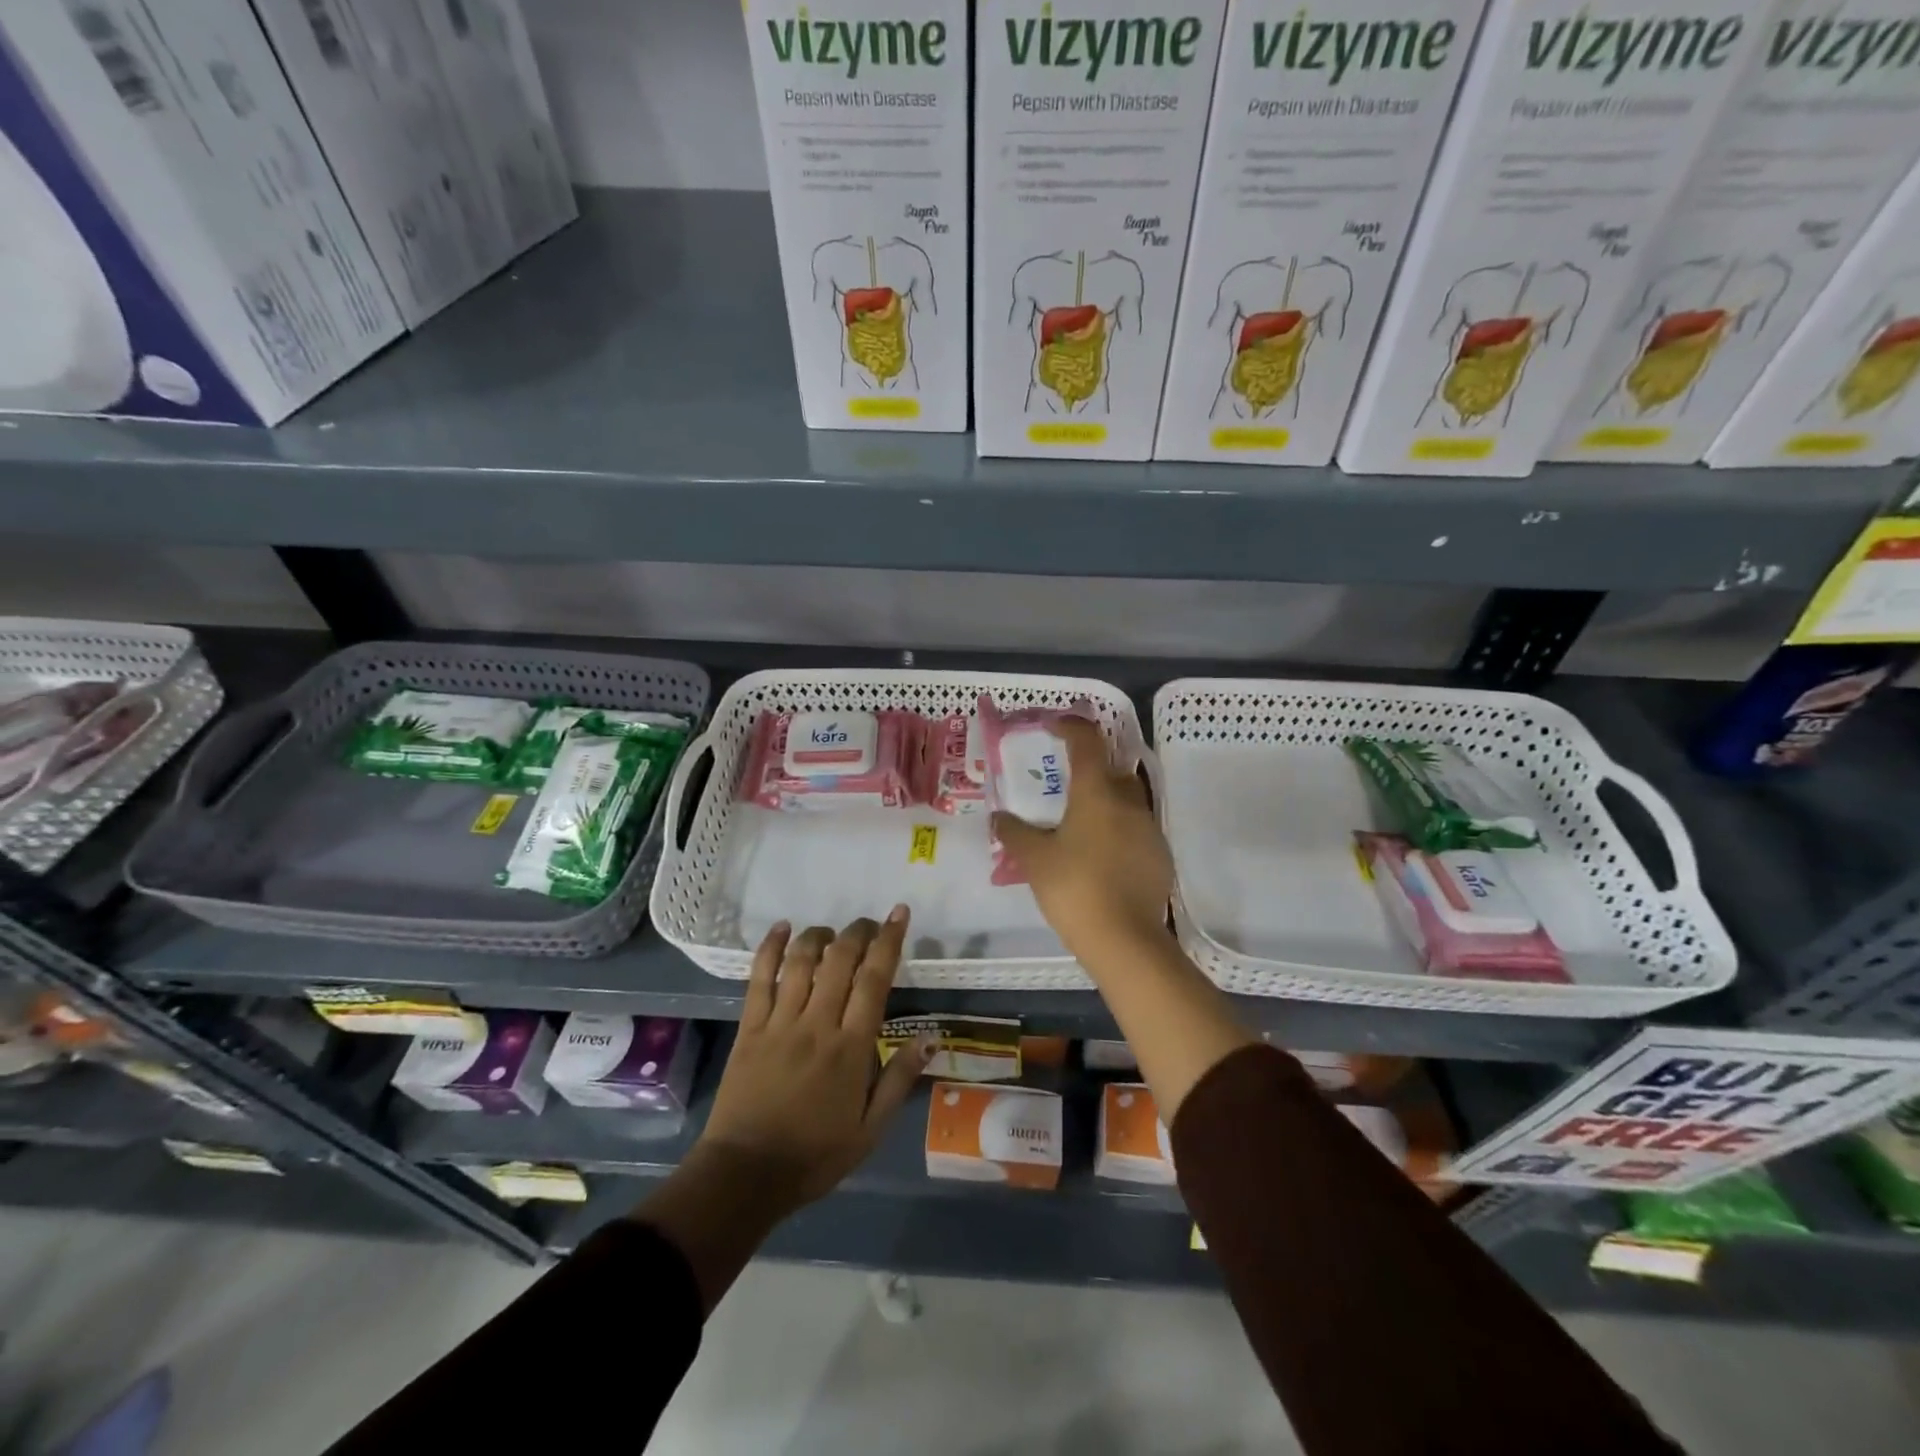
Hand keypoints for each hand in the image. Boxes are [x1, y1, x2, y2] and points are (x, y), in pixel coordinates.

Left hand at [697, 908, 927, 1214]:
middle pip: (840, 960)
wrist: (746, 1175)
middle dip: (858, 932)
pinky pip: (759, 978)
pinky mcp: (750, 1028)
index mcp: (851, 1047)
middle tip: (869, 924)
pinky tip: (782, 928)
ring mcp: (780, 1023)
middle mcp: (817, 1024)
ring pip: (802, 961)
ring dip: (820, 936)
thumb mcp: (870, 1130)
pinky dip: (771, 948)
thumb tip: (930, 1037)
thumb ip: (899, 1079)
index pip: (874, 980)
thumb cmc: (814, 1156)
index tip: (898, 914)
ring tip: (832, 932)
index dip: (888, 941)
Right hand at [992, 717, 1175, 963]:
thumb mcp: (1035, 860)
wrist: (1125, 940)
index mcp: (1097, 793)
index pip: (1087, 742)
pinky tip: (1100, 858)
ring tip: (1079, 828)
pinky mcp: (1160, 856)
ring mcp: (1150, 829)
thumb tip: (999, 817)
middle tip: (1063, 788)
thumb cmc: (1074, 888)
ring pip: (1126, 802)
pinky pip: (1136, 830)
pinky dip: (1118, 832)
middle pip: (1111, 770)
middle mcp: (1129, 802)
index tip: (1053, 727)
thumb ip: (1014, 833)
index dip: (1070, 727)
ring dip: (1105, 804)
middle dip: (1089, 771)